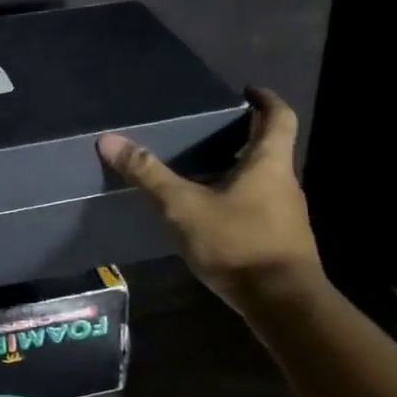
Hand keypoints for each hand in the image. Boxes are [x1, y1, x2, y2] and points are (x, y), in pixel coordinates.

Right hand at [98, 87, 322, 310]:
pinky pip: (260, 209)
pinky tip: (211, 215)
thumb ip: (148, 175)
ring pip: (264, 181)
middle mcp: (285, 184)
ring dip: (240, 171)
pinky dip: (239, 201)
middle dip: (245, 136)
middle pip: (271, 149)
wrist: (283, 304)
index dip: (266, 100)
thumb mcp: (184, 207)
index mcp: (269, 163)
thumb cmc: (238, 243)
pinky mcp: (281, 243)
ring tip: (203, 170)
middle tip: (210, 130)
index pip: (280, 117)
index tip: (248, 91)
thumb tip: (110, 140)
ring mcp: (287, 216)